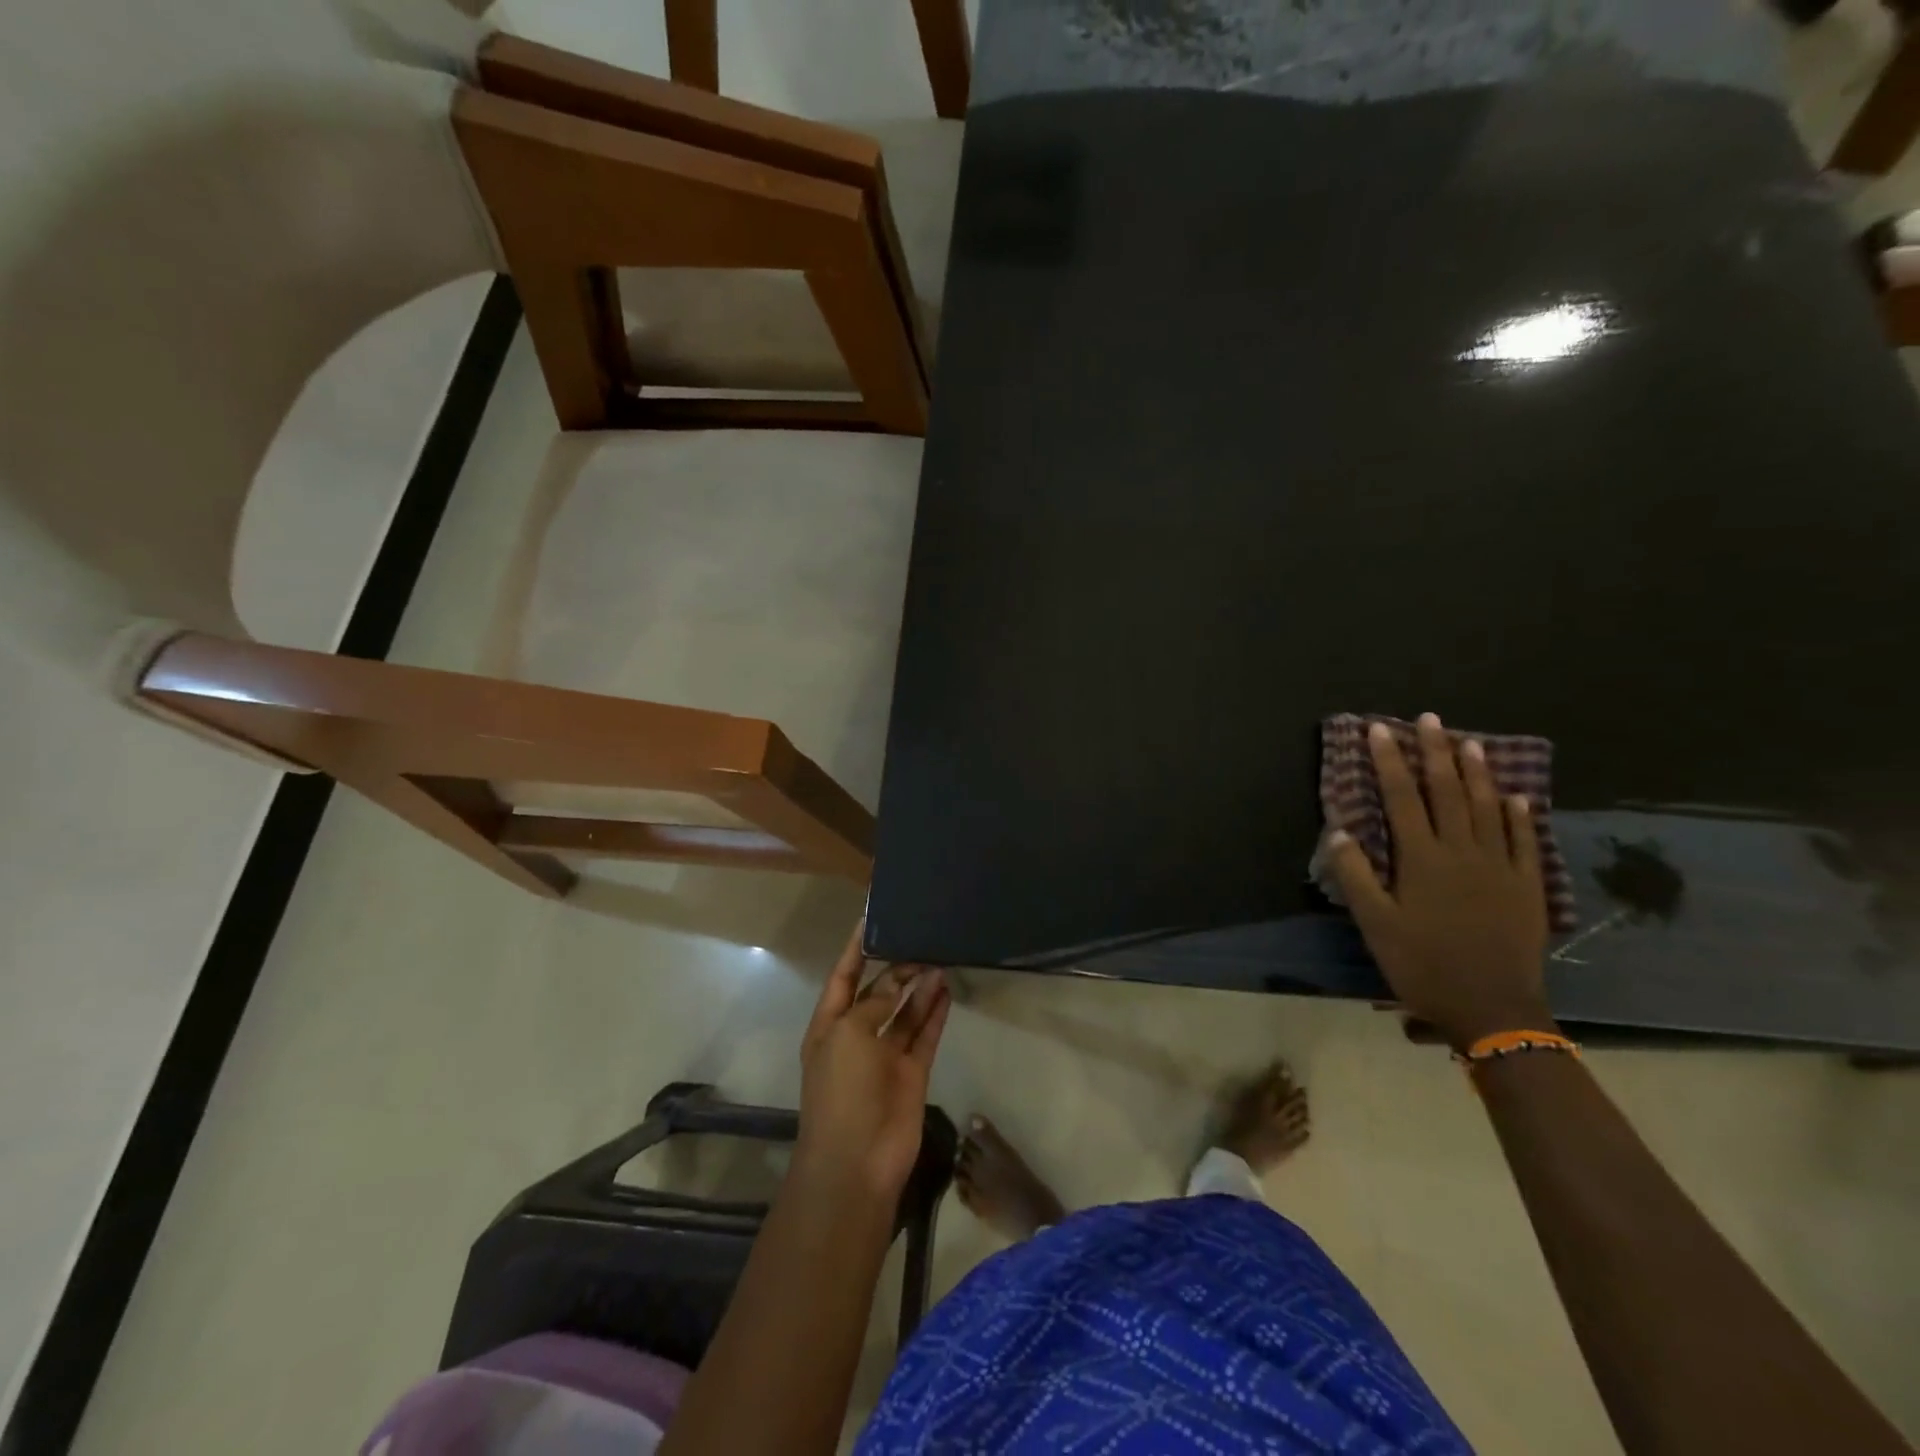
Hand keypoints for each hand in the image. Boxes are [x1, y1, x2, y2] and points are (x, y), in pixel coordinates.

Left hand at [796, 923, 950, 1201]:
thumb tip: (899, 980)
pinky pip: (925, 1035)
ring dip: (919, 987)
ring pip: (905, 1012)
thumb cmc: (841, 1090)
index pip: (843, 977)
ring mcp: (886, 1055)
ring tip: (940, 957)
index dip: (856, 949)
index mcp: (830, 1025)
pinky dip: (935, 1013)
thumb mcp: (848, 1034)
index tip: (872, 917)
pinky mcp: (912, 1072)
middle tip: (922, 937)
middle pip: (878, 992)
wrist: (856, 1162)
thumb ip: (874, 1003)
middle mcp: (857, 1036)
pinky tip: (946, 989)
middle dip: (896, 967)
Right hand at [1327, 713, 1552, 1049]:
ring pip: (1487, 807)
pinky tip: (1514, 796)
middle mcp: (1463, 852)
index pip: (1402, 798)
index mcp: (1422, 860)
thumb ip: (1356, 875)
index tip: (1380, 730)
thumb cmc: (1423, 965)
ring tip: (1469, 743)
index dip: (1389, 762)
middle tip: (1430, 719)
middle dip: (1435, 753)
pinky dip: (1518, 814)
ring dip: (1476, 773)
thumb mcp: (1375, 925)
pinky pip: (1523, 840)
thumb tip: (1340, 830)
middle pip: (1448, 792)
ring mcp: (1500, 867)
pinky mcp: (1527, 886)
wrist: (1493, 1009)